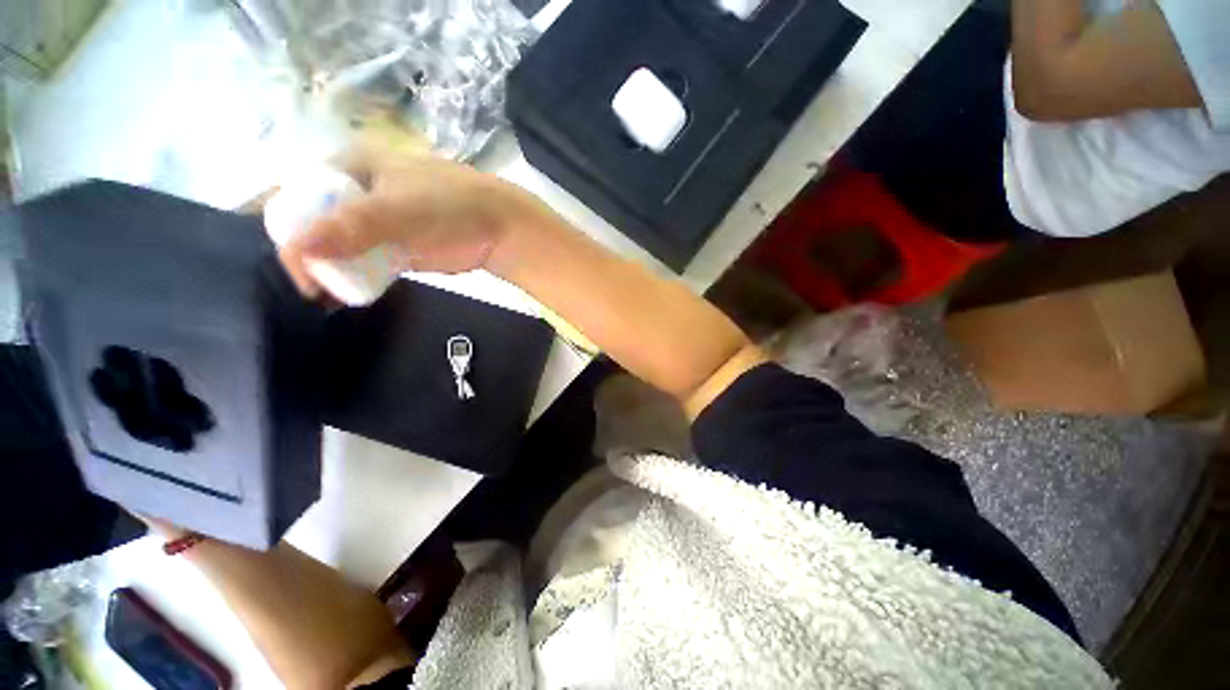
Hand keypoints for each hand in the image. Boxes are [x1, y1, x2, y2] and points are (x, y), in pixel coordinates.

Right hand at [277, 152, 540, 299]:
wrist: (501, 230)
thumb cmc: (453, 207)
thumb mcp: (402, 208)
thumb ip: (353, 226)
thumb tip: (298, 249)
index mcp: (349, 167)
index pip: (298, 194)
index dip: (287, 227)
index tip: (295, 264)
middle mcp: (354, 194)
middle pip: (312, 224)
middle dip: (305, 254)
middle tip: (310, 287)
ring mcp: (374, 224)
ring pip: (333, 247)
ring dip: (324, 271)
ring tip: (321, 296)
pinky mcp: (392, 249)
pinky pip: (360, 264)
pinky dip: (349, 279)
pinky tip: (340, 298)